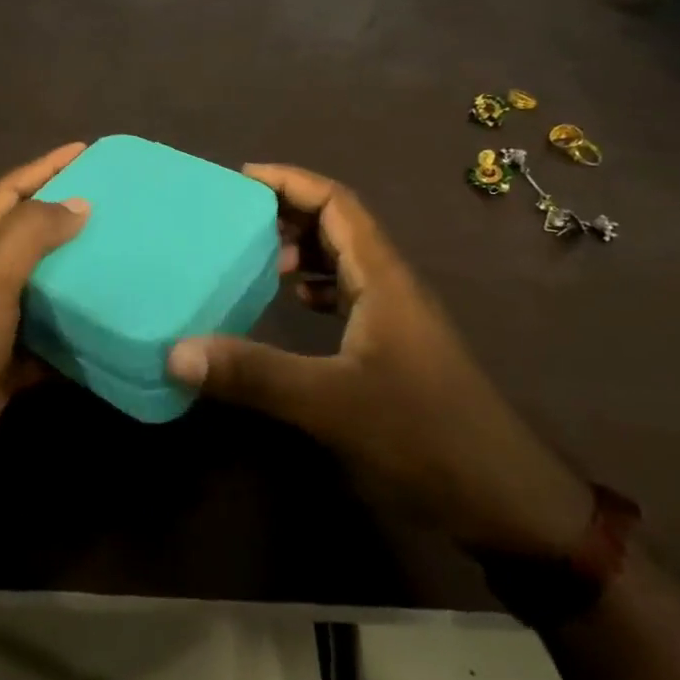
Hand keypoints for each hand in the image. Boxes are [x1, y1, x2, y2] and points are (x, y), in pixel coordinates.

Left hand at [0, 143, 88, 535]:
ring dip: (74, 271)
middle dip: (65, 215)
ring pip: (37, 284)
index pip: (6, 191)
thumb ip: (29, 234)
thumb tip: (77, 203)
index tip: (88, 150)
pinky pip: (43, 334)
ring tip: (123, 255)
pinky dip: (71, 327)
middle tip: (119, 204)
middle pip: (23, 234)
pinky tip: (108, 322)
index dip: (45, 168)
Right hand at [168, 164, 593, 557]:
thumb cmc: (422, 435)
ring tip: (255, 259)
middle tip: (234, 219)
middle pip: (338, 224)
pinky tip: (292, 307)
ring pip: (344, 260)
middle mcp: (390, 283)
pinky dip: (316, 289)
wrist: (503, 500)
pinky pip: (349, 295)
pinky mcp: (395, 347)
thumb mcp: (330, 402)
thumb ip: (254, 375)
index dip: (289, 181)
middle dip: (288, 212)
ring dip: (302, 250)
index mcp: (382, 275)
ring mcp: (396, 316)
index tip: (238, 179)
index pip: (335, 201)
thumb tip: (176, 353)